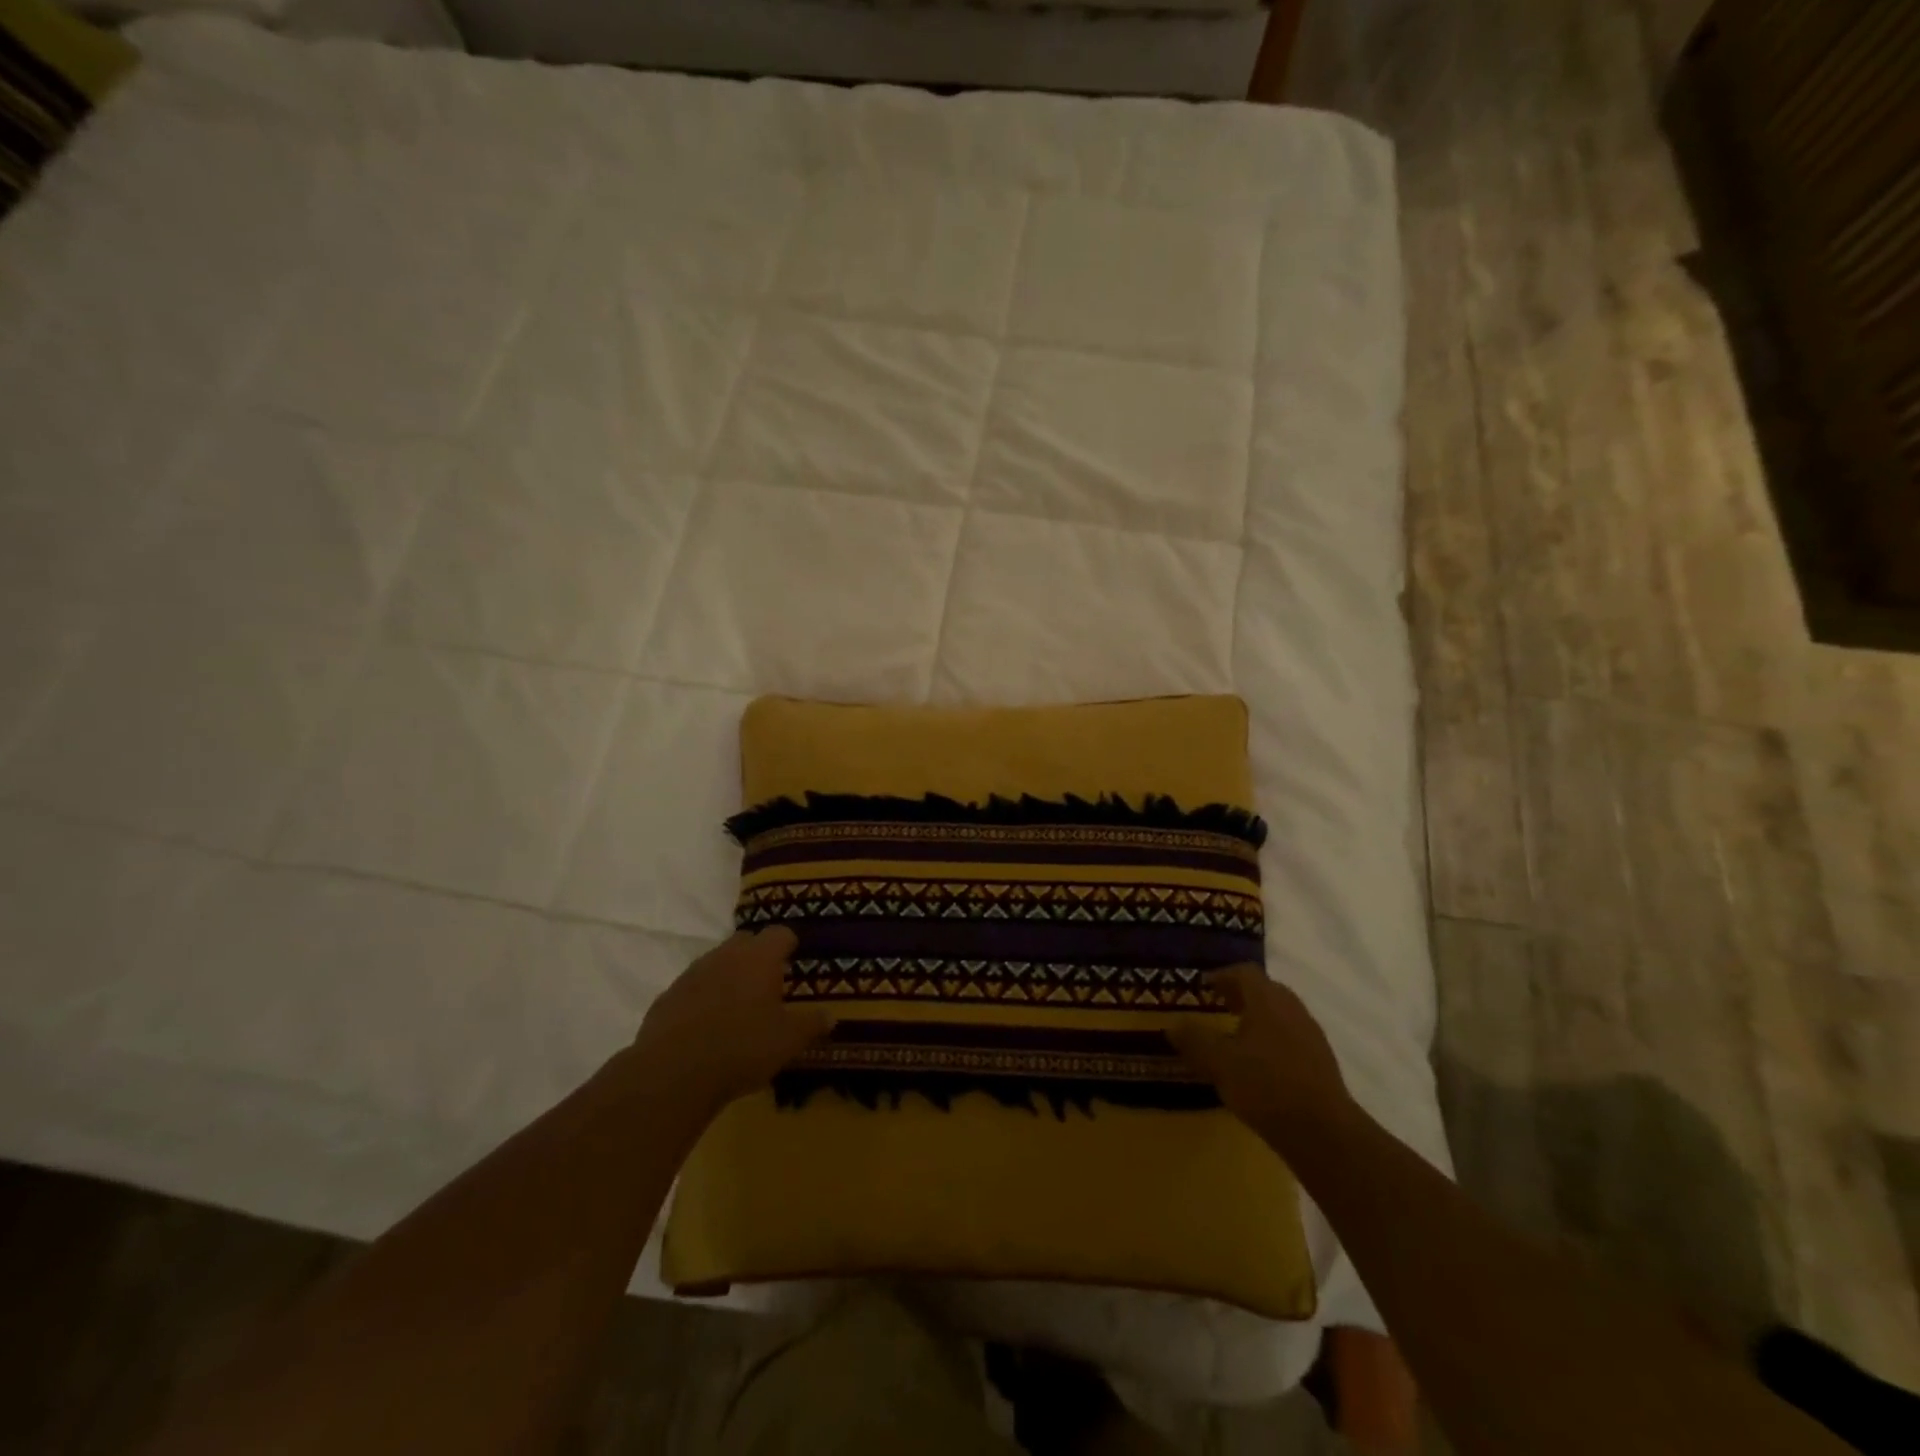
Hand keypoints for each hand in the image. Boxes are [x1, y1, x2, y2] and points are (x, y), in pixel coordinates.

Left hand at [632, 927, 830, 1112]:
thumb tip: (830, 1016)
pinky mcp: (667, 997)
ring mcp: (692, 974)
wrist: (673, 1074)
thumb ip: (812, 1024)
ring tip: (739, 1006)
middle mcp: (725, 955)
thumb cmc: (743, 1047)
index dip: (790, 943)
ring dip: (729, 976)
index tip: (796, 957)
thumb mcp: (789, 1040)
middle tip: (770, 982)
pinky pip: (693, 988)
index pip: (780, 933)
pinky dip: (703, 998)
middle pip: (746, 941)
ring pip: (717, 963)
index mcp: (759, 957)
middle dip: (759, 955)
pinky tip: (708, 1026)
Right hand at [1170, 965, 1355, 1150]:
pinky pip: (1293, 1038)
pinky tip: (1261, 1066)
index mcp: (1267, 1000)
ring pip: (1281, 1015)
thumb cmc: (1265, 1086)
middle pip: (1266, 990)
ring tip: (1237, 1038)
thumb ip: (1194, 1040)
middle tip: (1220, 1007)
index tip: (1205, 987)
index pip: (1244, 972)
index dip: (1223, 975)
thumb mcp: (1218, 1063)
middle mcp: (1292, 1009)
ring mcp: (1312, 1035)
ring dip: (1259, 1018)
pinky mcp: (1322, 1062)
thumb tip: (1173, 1024)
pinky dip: (1274, 1041)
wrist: (1324, 1132)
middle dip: (1241, 995)